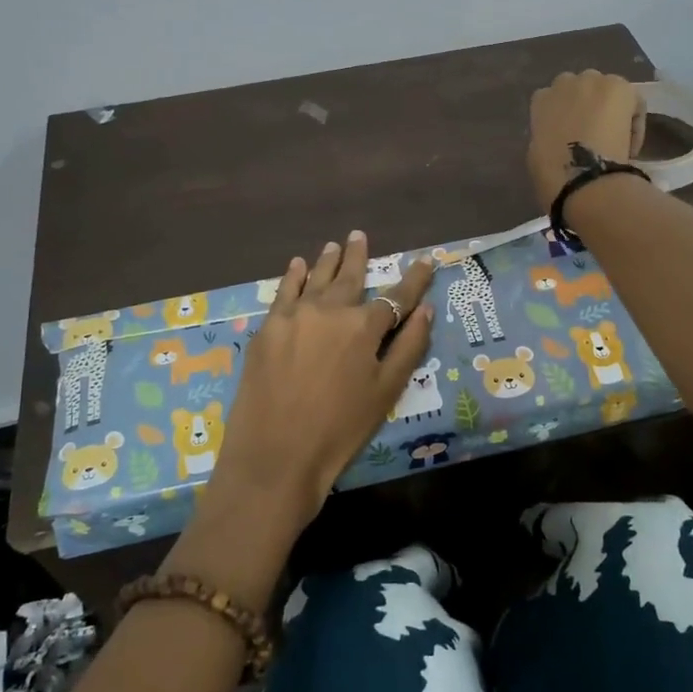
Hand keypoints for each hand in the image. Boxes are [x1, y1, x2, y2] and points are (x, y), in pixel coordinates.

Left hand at [203, 232, 434, 539]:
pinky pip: (283, 292)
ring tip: (334, 244)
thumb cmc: (339, 430)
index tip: (425, 261)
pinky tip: (296, 265)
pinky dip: (292, 276)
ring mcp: (294, 316)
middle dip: (358, 256)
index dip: (414, 279)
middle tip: (359, 235)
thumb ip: (408, 347)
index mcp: (364, 327)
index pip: (396, 296)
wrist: (275, 456)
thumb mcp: (386, 392)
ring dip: (327, 261)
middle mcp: (329, 310)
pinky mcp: (267, 329)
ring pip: (315, 278)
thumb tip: (426, 309)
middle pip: (349, 276)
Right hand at [527, 70, 645, 208]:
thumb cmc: (553, 173)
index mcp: (540, 100)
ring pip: (606, 90)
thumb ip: (546, 136)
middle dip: (587, 105)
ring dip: (610, 107)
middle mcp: (565, 83)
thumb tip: (561, 138)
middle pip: (580, 88)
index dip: (564, 117)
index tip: (570, 137)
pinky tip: (629, 146)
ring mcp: (593, 81)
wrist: (584, 176)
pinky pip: (632, 101)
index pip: (551, 99)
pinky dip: (633, 121)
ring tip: (615, 137)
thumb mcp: (536, 154)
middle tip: (594, 133)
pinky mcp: (621, 87)